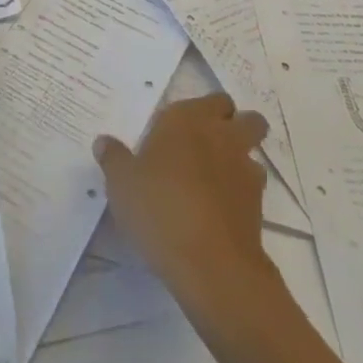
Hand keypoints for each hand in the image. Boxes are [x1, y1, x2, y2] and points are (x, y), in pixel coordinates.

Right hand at [94, 95, 277, 332]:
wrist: (209, 262)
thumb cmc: (159, 207)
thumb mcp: (121, 182)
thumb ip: (114, 158)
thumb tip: (104, 142)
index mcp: (189, 120)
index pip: (211, 100)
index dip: (201, 111)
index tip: (179, 130)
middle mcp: (222, 136)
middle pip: (247, 118)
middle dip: (235, 126)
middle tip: (206, 146)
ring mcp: (245, 171)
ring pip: (253, 153)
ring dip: (238, 161)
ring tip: (211, 183)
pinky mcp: (258, 206)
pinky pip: (251, 189)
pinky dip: (239, 194)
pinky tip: (217, 211)